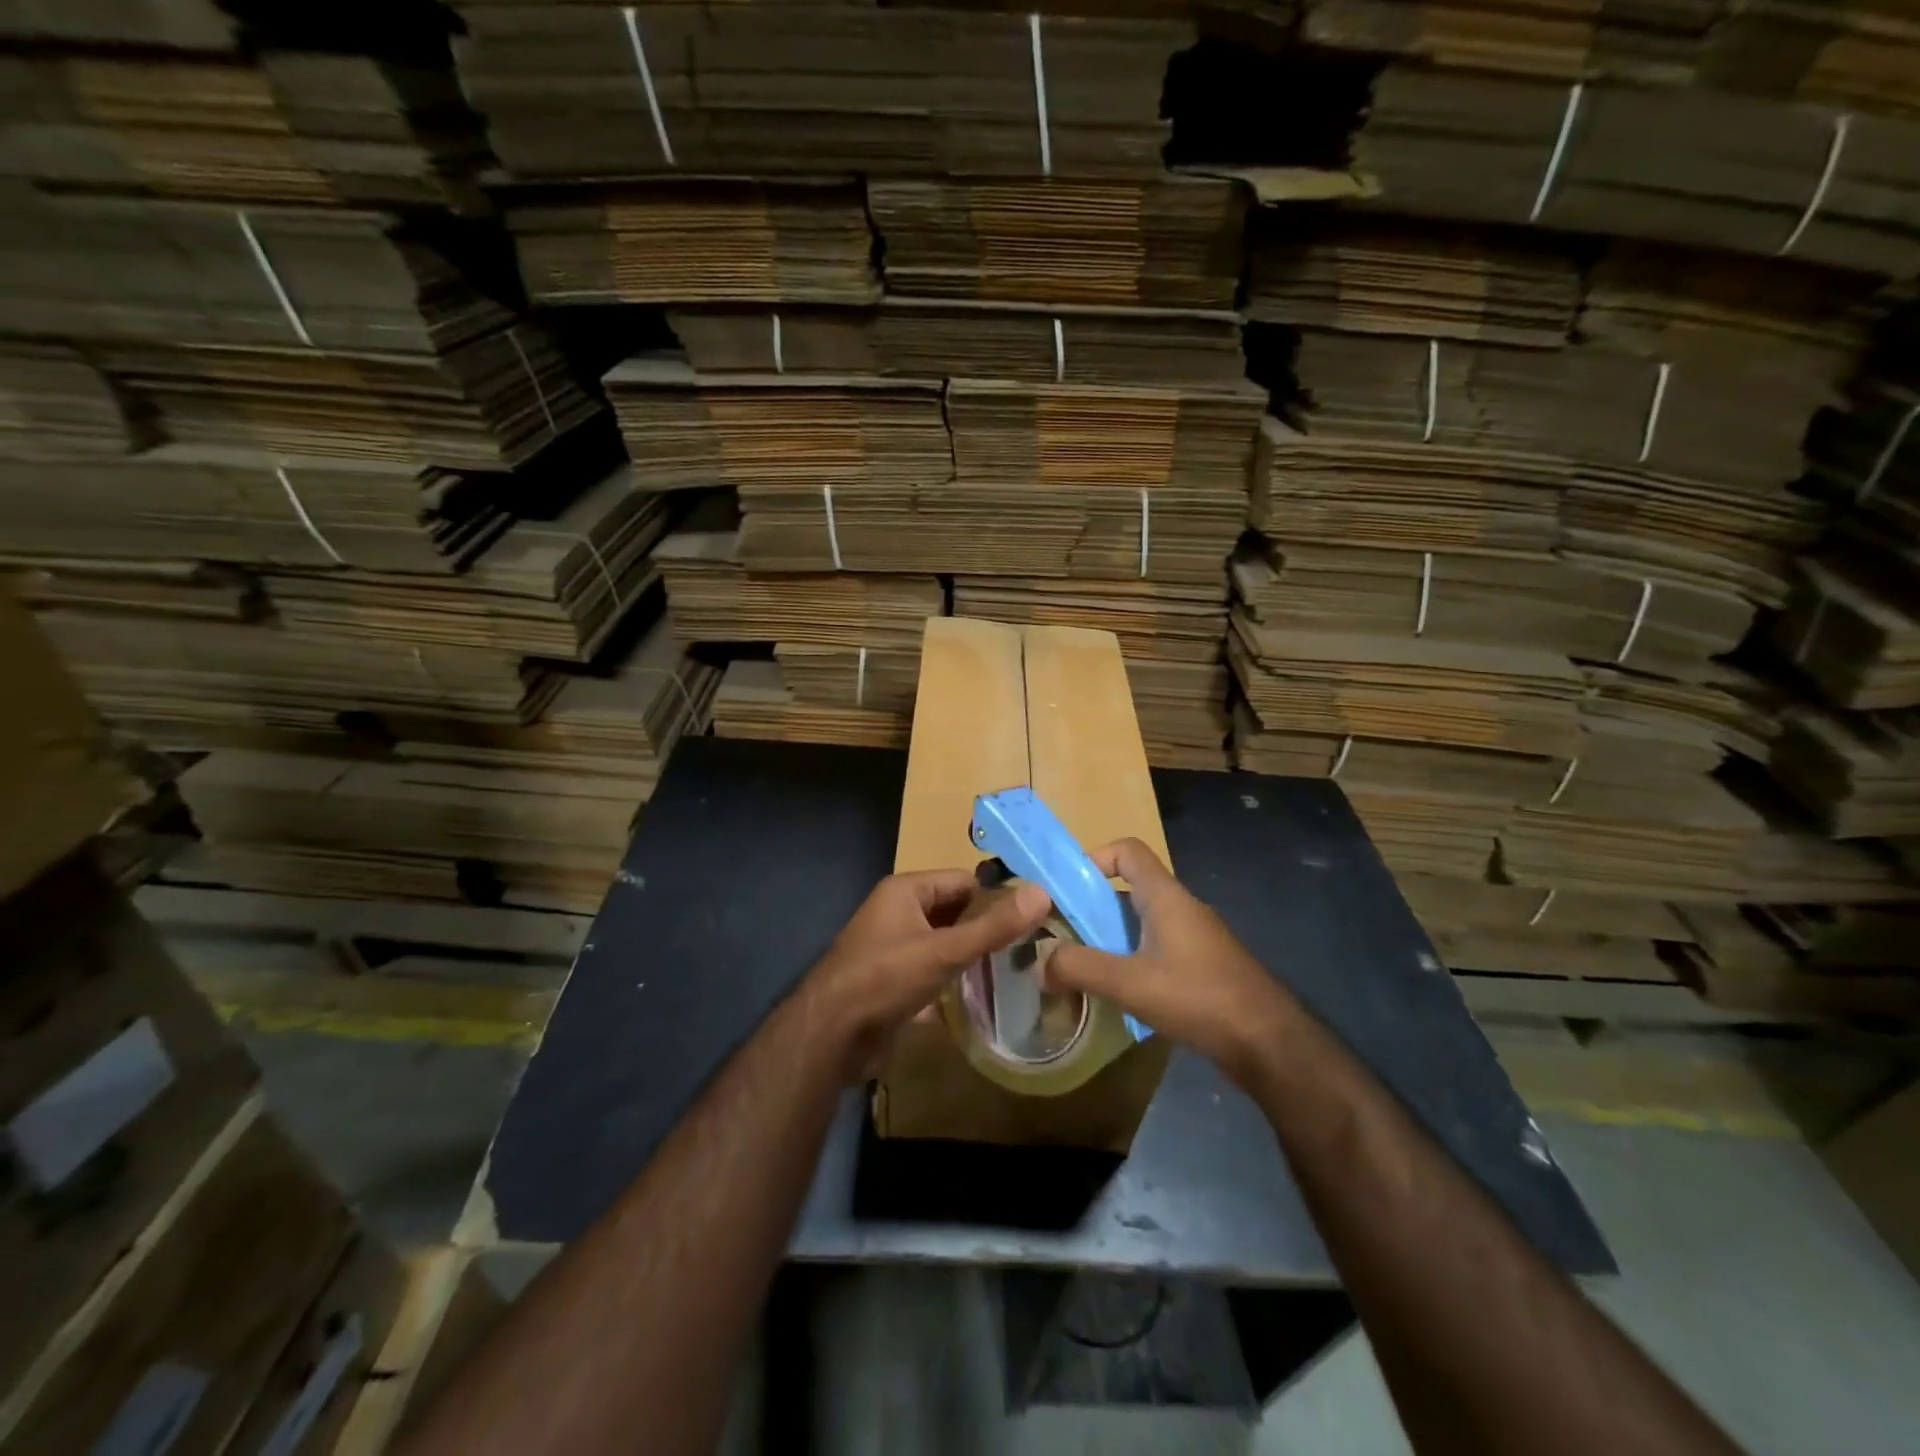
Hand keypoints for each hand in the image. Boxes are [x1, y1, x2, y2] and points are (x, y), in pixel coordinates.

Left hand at [806, 870, 1050, 1077]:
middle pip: (954, 912)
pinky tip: (984, 998)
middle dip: (986, 929)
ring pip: (943, 944)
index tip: (1034, 918)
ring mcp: (893, 948)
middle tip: (1032, 948)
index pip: (963, 881)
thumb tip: (1041, 892)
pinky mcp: (892, 982)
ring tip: (1017, 972)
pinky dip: (953, 981)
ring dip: (972, 957)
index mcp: (905, 891)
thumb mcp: (944, 951)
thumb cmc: (885, 979)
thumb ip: (993, 926)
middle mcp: (898, 913)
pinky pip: (932, 972)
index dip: (997, 897)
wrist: (829, 1036)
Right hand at [1045, 839, 1296, 1087]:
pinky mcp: (1202, 964)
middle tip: (1062, 934)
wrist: (1269, 1042)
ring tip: (1082, 966)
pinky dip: (1132, 958)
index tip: (1066, 889)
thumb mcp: (1130, 983)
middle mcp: (1181, 907)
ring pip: (1141, 921)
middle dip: (1092, 907)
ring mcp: (1195, 936)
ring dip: (1110, 937)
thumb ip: (1080, 968)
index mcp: (1165, 897)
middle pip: (1129, 888)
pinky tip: (1121, 991)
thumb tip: (1039, 964)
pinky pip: (1157, 946)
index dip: (1094, 857)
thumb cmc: (1199, 997)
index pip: (1127, 850)